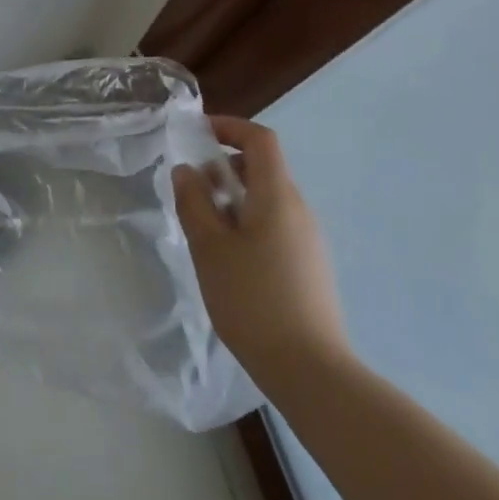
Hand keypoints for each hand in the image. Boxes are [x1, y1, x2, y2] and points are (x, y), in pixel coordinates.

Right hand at [173, 116, 351, 378]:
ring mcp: (309, 240)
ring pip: (268, 200)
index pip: (260, 139)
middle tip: (192, 191)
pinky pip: (276, 226)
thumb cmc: (253, 300)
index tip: (198, 134)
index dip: (230, 127)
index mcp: (277, 195)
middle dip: (225, 168)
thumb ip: (194, 201)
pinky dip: (248, 223)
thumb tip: (186, 170)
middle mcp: (299, 209)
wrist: (311, 372)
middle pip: (263, 169)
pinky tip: (230, 260)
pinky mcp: (310, 267)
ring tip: (205, 230)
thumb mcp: (209, 247)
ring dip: (234, 199)